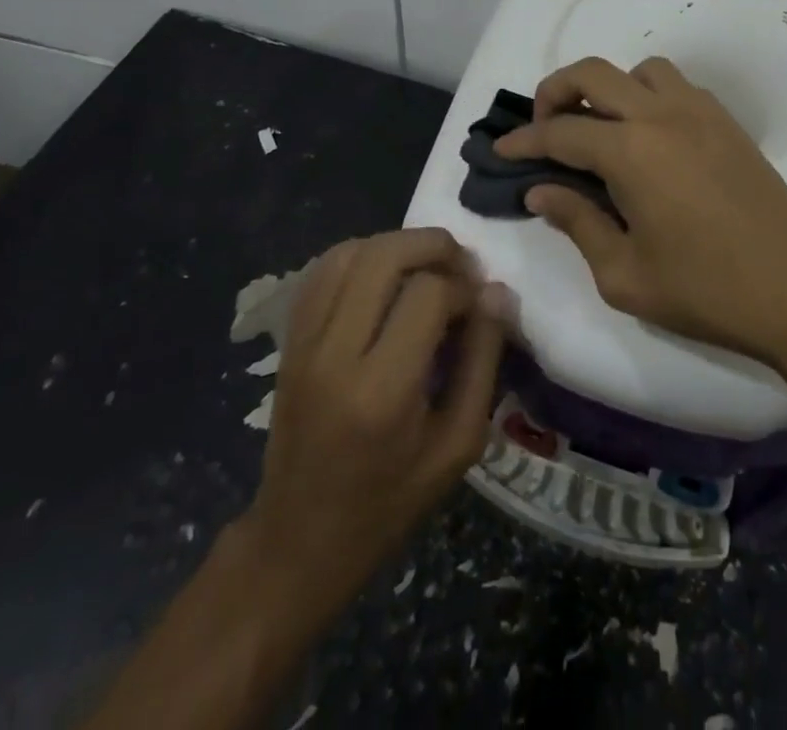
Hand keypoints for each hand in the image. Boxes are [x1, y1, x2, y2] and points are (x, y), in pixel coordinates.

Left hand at [84, 230, 506, 729]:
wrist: (298, 541)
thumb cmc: (389, 502)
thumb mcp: (458, 445)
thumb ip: (482, 361)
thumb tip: (497, 292)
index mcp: (382, 390)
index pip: (428, 295)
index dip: (465, 287)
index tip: (480, 305)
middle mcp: (335, 354)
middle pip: (384, 256)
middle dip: (433, 245)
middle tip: (461, 265)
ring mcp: (303, 342)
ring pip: (349, 252)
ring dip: (396, 245)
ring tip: (426, 266)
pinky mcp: (289, 340)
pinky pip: (322, 271)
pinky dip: (359, 256)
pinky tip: (385, 275)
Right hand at [495, 56, 786, 363]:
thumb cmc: (706, 291)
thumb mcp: (623, 275)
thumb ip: (576, 223)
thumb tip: (541, 190)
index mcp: (631, 151)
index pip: (560, 131)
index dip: (523, 140)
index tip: (501, 151)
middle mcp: (661, 115)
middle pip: (593, 73)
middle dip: (555, 91)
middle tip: (543, 128)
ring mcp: (700, 112)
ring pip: (640, 70)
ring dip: (610, 88)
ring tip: (602, 129)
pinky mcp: (727, 122)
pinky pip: (677, 86)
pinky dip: (648, 96)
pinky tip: (649, 139)